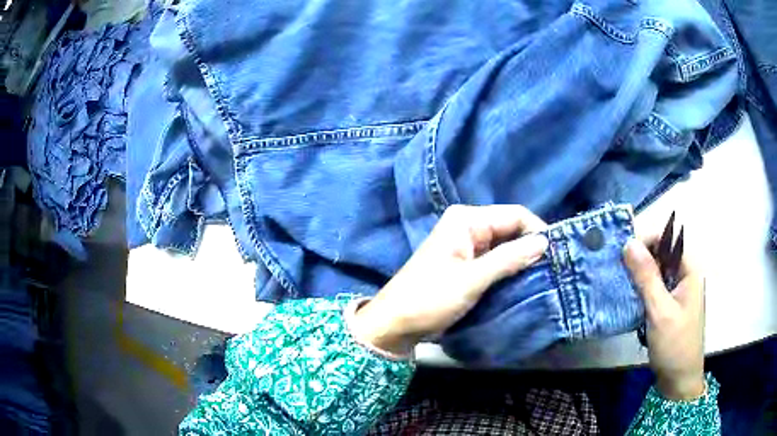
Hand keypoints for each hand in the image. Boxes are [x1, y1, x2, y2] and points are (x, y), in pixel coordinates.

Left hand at [350, 205, 548, 355]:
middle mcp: (468, 226)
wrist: (396, 323)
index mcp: (467, 220)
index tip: (556, 255)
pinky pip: (495, 260)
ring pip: (505, 246)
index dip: (537, 231)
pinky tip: (523, 282)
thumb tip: (544, 242)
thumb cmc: (430, 298)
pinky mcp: (466, 264)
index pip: (515, 215)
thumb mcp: (472, 279)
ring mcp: (467, 246)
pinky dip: (509, 269)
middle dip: (531, 247)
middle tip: (553, 270)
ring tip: (543, 278)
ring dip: (522, 260)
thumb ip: (509, 259)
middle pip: (511, 229)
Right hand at [624, 236, 705, 400]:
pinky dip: (641, 289)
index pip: (668, 239)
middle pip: (662, 253)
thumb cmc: (674, 344)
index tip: (624, 253)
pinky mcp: (670, 305)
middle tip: (618, 268)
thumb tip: (628, 243)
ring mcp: (678, 291)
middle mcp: (685, 275)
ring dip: (639, 274)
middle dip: (640, 257)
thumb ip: (646, 276)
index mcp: (689, 270)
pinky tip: (629, 297)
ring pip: (657, 271)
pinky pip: (655, 287)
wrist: (679, 380)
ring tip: (619, 281)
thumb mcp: (660, 310)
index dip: (646, 240)